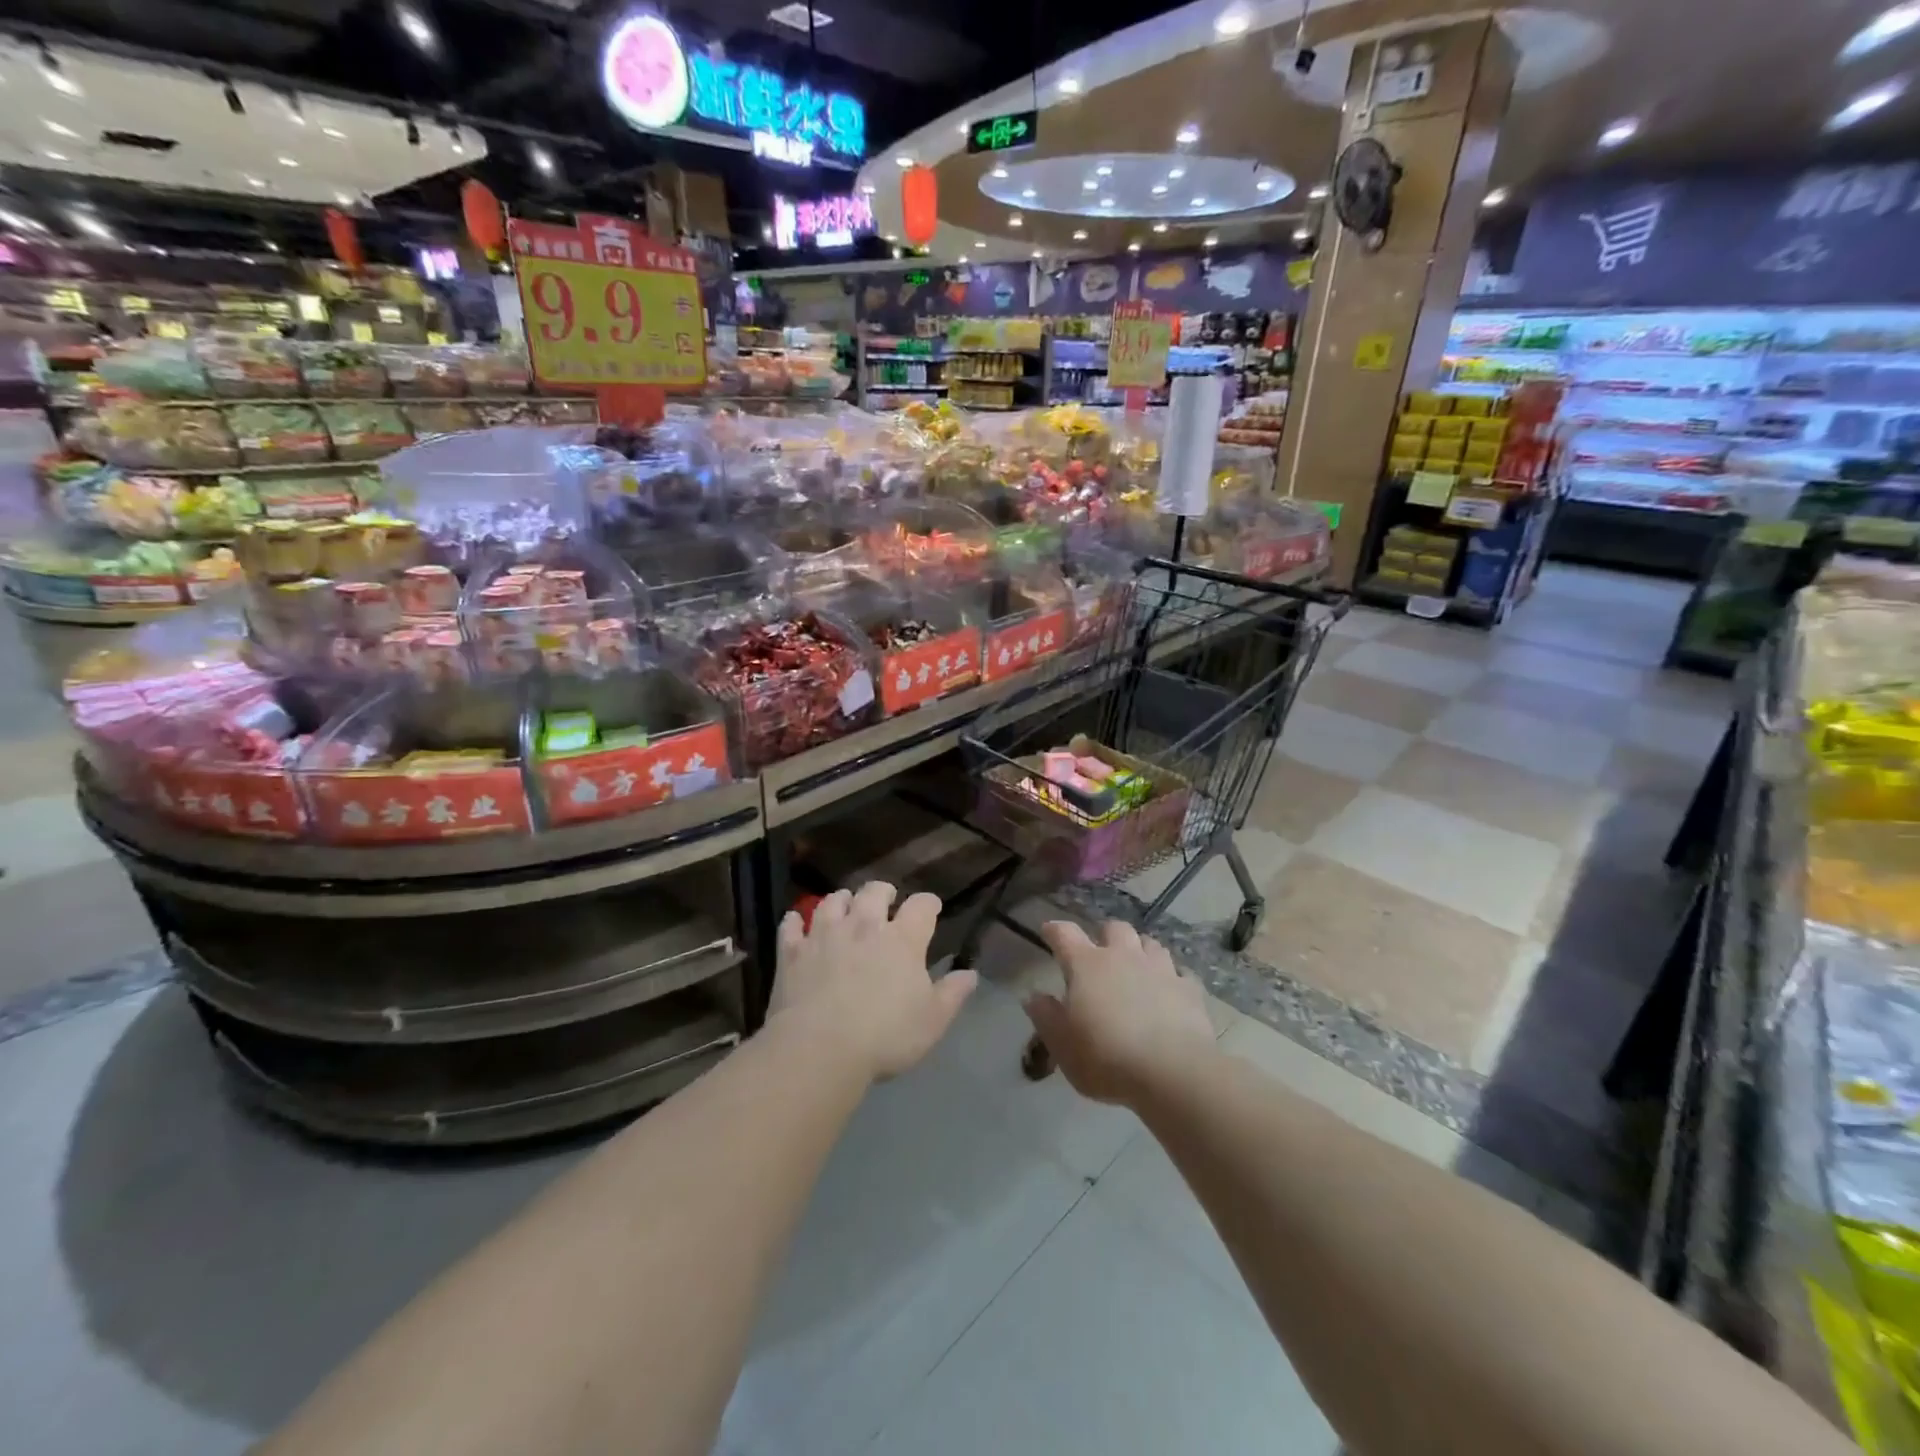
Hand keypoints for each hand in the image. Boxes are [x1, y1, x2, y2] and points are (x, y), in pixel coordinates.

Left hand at [768, 882, 977, 1082]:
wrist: (820, 1048)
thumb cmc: (884, 1036)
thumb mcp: (932, 1021)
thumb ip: (952, 994)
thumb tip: (970, 974)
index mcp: (902, 940)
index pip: (921, 906)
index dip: (928, 903)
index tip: (931, 908)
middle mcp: (864, 926)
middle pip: (874, 891)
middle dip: (883, 892)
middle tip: (886, 899)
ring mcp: (825, 935)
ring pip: (833, 901)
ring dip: (842, 900)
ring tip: (844, 906)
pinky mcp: (793, 952)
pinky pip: (791, 925)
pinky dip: (795, 921)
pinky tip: (796, 922)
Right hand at [1023, 920, 1216, 1105]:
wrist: (1173, 1072)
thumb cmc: (1106, 1058)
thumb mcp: (1062, 1044)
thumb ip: (1045, 1016)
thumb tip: (1033, 996)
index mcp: (1087, 965)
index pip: (1065, 934)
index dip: (1054, 930)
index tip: (1048, 931)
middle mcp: (1123, 956)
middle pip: (1114, 928)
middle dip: (1105, 935)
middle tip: (1099, 954)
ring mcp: (1160, 969)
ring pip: (1149, 944)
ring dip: (1140, 951)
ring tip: (1136, 968)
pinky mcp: (1189, 989)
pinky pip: (1179, 974)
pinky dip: (1171, 979)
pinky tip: (1169, 992)